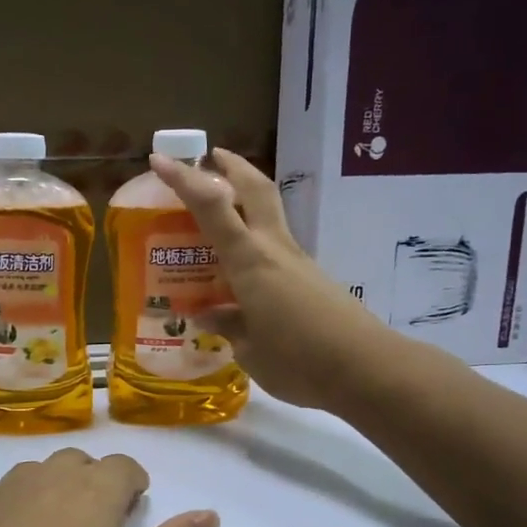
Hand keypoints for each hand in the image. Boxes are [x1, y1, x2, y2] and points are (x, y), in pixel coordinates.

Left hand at [0, 449, 218, 526]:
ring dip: (51, 493)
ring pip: (34, 477)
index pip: (123, 466)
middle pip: (76, 463)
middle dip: (93, 482)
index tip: (136, 504)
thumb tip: (210, 514)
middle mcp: (44, 480)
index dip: (134, 482)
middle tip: (98, 522)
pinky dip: (12, 516)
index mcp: (92, 492)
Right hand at [149, 149, 399, 410]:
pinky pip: (276, 247)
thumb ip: (228, 326)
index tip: (159, 160)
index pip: (212, 207)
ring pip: (269, 214)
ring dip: (244, 199)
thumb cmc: (298, 361)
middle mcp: (274, 250)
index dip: (185, 180)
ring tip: (217, 213)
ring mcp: (297, 262)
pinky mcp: (312, 279)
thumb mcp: (249, 350)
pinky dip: (254, 241)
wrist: (366, 369)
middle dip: (231, 166)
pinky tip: (241, 270)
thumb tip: (208, 314)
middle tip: (210, 157)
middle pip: (255, 189)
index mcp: (250, 262)